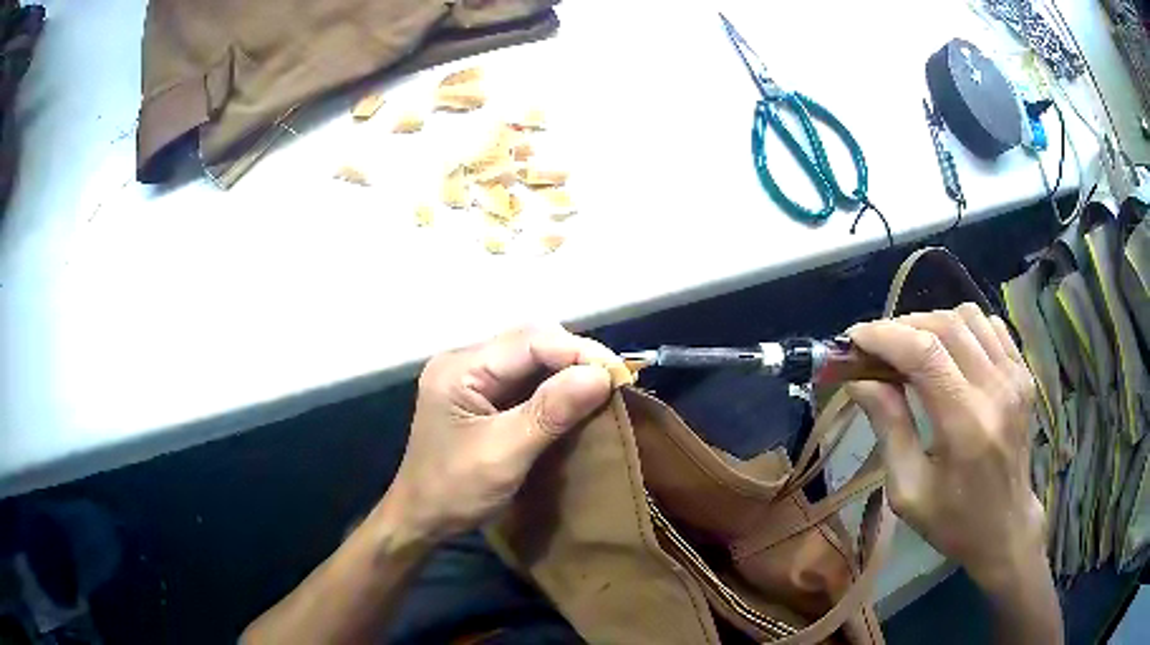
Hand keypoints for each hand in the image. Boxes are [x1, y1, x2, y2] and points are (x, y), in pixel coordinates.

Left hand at [385, 325, 619, 540]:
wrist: (422, 518)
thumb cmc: (454, 490)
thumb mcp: (503, 454)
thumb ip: (550, 412)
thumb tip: (601, 375)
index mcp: (459, 368)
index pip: (528, 341)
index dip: (577, 352)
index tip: (619, 376)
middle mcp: (465, 361)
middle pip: (531, 341)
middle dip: (575, 357)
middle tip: (613, 382)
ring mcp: (472, 376)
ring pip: (532, 357)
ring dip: (568, 370)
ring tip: (602, 388)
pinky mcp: (482, 394)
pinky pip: (526, 378)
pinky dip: (555, 386)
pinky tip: (576, 398)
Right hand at [846, 304, 1044, 584]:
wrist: (1005, 527)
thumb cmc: (952, 520)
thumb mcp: (908, 489)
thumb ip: (889, 427)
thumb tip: (860, 379)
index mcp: (966, 425)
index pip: (923, 353)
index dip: (884, 335)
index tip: (853, 338)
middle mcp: (996, 389)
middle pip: (944, 325)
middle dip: (902, 326)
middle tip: (876, 347)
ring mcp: (1015, 376)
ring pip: (967, 317)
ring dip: (931, 322)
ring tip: (911, 348)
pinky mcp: (1023, 373)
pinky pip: (990, 325)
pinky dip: (962, 327)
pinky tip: (948, 351)